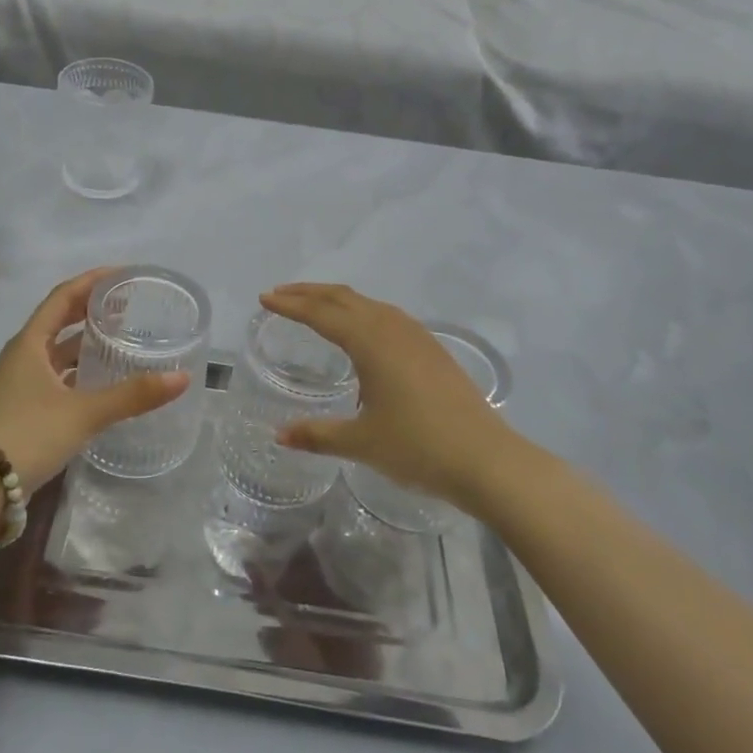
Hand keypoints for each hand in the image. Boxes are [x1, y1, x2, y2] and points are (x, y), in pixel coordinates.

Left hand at [0, 269, 190, 486]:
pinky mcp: (23, 408)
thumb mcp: (83, 413)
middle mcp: (22, 356)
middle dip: (91, 309)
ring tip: (120, 339)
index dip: (92, 281)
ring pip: (57, 351)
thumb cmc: (28, 434)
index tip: (123, 274)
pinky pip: (56, 376)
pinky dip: (78, 371)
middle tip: (128, 306)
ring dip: (85, 342)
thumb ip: (132, 395)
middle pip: (59, 320)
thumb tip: (181, 377)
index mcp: (30, 343)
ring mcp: (20, 383)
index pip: (63, 296)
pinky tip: (101, 383)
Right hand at [260, 283, 524, 514]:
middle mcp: (391, 328)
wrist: (488, 460)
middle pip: (342, 297)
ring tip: (314, 306)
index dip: (290, 305)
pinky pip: (386, 315)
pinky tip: (361, 330)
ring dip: (336, 299)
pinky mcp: (431, 348)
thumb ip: (317, 434)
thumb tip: (279, 435)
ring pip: (367, 303)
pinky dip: (361, 311)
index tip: (264, 298)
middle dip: (308, 292)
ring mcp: (416, 335)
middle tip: (280, 294)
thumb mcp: (361, 443)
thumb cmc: (418, 447)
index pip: (320, 313)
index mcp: (369, 342)